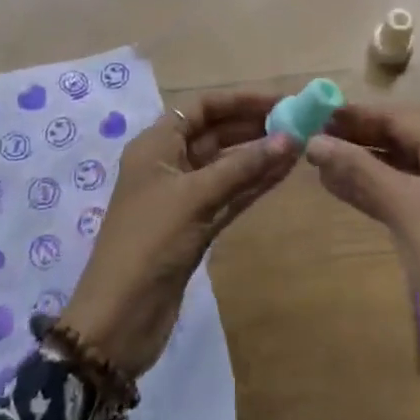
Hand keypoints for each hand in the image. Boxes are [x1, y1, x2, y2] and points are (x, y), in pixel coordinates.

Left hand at [59, 91, 291, 379]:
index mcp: (156, 145)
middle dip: (253, 126)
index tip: (279, 101)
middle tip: (298, 123)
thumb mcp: (195, 198)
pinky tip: (282, 174)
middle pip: (216, 133)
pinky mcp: (195, 227)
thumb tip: (290, 138)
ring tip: (300, 145)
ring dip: (258, 156)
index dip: (239, 100)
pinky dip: (253, 184)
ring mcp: (182, 197)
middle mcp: (168, 164)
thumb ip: (242, 167)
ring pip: (226, 166)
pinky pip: (229, 195)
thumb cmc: (149, 243)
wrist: (119, 319)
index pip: (202, 108)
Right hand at [306, 104, 419, 419]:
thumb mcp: (403, 207)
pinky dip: (372, 191)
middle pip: (399, 141)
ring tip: (315, 161)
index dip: (354, 116)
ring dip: (359, 165)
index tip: (312, 112)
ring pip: (397, 170)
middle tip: (307, 137)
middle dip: (355, 140)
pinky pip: (401, 196)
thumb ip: (358, 169)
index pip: (398, 118)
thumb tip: (313, 142)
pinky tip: (339, 188)